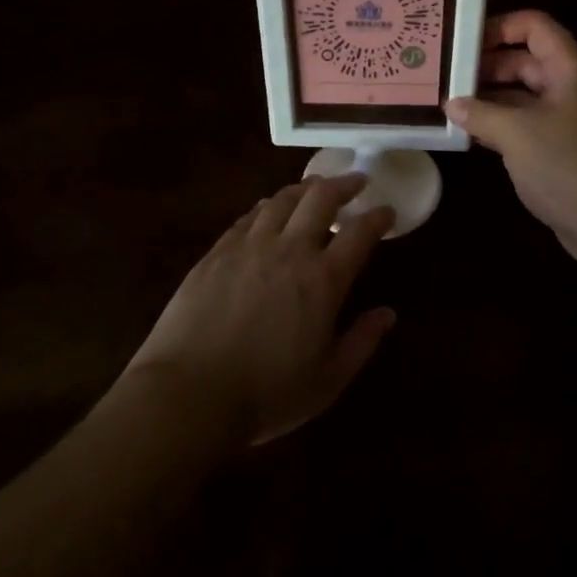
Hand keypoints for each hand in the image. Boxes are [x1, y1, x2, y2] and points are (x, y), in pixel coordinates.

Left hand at [126, 175, 396, 446]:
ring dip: (304, 189)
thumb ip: (362, 342)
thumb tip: (388, 313)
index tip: (386, 211)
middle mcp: (289, 250)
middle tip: (355, 181)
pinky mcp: (217, 253)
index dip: (378, 217)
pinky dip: (267, 207)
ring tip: (314, 188)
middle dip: (343, 184)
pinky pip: (248, 217)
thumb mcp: (328, 380)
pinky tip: (268, 211)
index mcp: (323, 280)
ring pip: (282, 200)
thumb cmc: (266, 394)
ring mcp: (249, 247)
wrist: (188, 395)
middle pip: (320, 198)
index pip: (360, 233)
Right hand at [447, 11, 576, 273]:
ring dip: (488, 97)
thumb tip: (450, 104)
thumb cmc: (568, 166)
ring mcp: (566, 119)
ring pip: (522, 94)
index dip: (500, 26)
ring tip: (448, 102)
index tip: (462, 42)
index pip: (535, 26)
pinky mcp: (560, 148)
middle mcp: (570, 87)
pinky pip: (525, 123)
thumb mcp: (517, 134)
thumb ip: (480, 113)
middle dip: (486, 65)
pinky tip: (468, 132)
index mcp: (570, 69)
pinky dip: (499, 124)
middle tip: (445, 75)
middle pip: (525, 60)